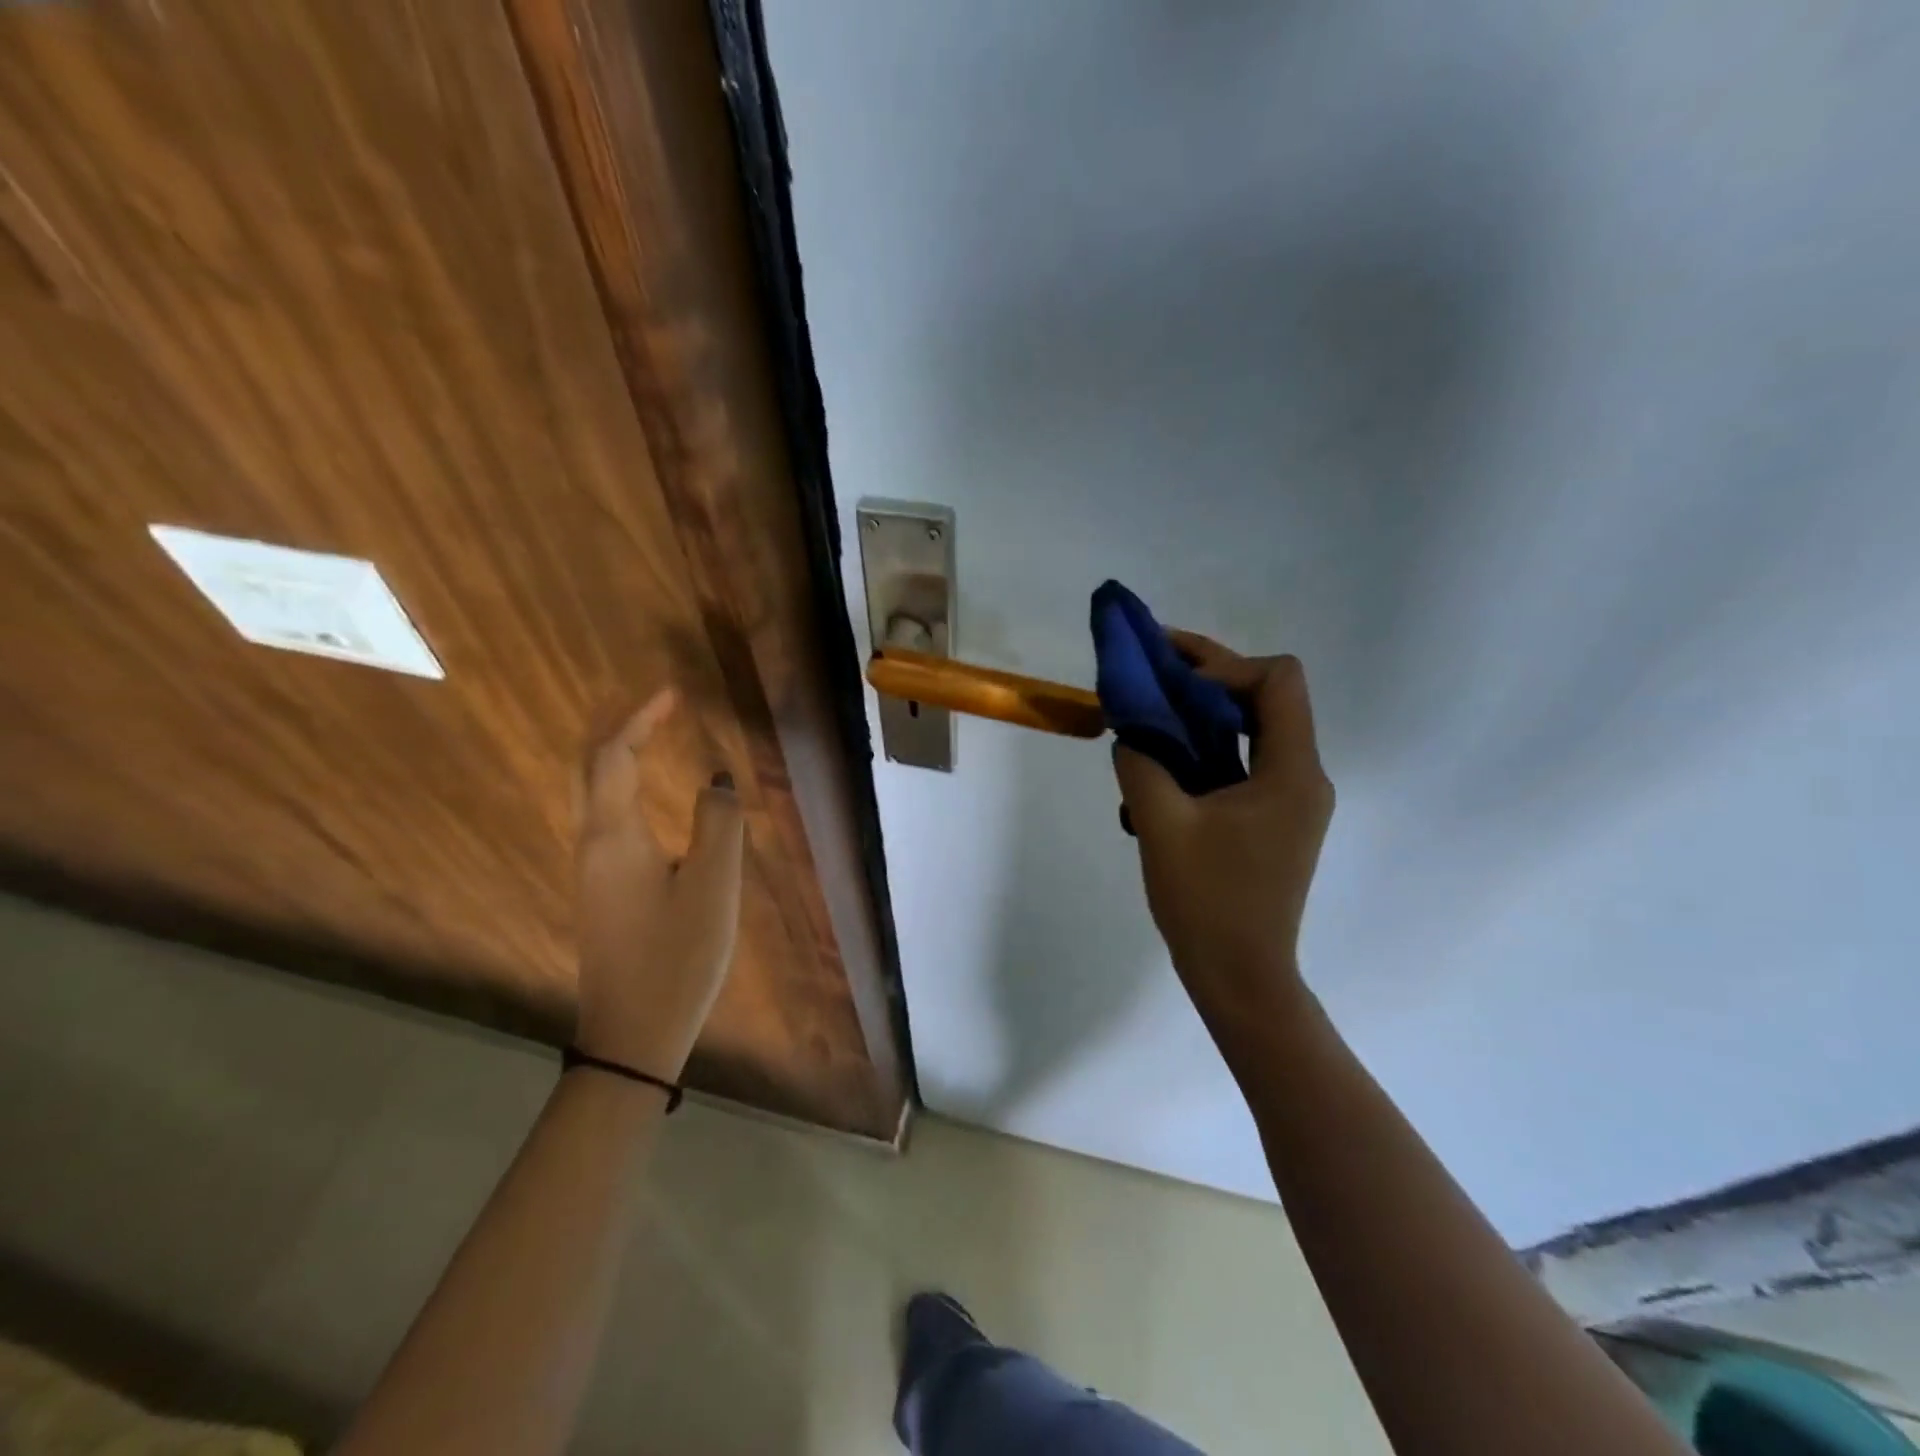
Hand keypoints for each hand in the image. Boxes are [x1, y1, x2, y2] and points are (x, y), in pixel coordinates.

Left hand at [573, 691, 743, 1079]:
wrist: (633, 1035)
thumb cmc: (678, 956)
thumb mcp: (714, 886)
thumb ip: (718, 823)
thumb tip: (716, 779)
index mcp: (614, 837)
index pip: (615, 757)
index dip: (640, 719)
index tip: (671, 693)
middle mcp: (591, 846)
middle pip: (587, 770)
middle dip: (616, 731)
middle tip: (654, 710)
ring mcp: (591, 872)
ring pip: (591, 796)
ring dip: (616, 758)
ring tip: (651, 738)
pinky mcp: (601, 893)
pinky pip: (603, 820)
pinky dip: (621, 789)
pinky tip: (647, 797)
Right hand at [1113, 631, 1334, 1069]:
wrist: (1241, 978)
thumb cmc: (1208, 902)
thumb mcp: (1162, 825)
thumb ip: (1141, 764)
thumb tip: (1131, 733)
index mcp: (1290, 771)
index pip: (1278, 680)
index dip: (1224, 666)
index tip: (1172, 684)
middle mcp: (1301, 777)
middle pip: (1263, 699)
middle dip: (1204, 678)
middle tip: (1150, 668)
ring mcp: (1288, 801)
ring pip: (1248, 733)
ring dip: (1197, 718)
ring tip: (1145, 719)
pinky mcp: (1271, 822)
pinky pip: (1239, 767)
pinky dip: (1201, 755)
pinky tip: (1158, 775)